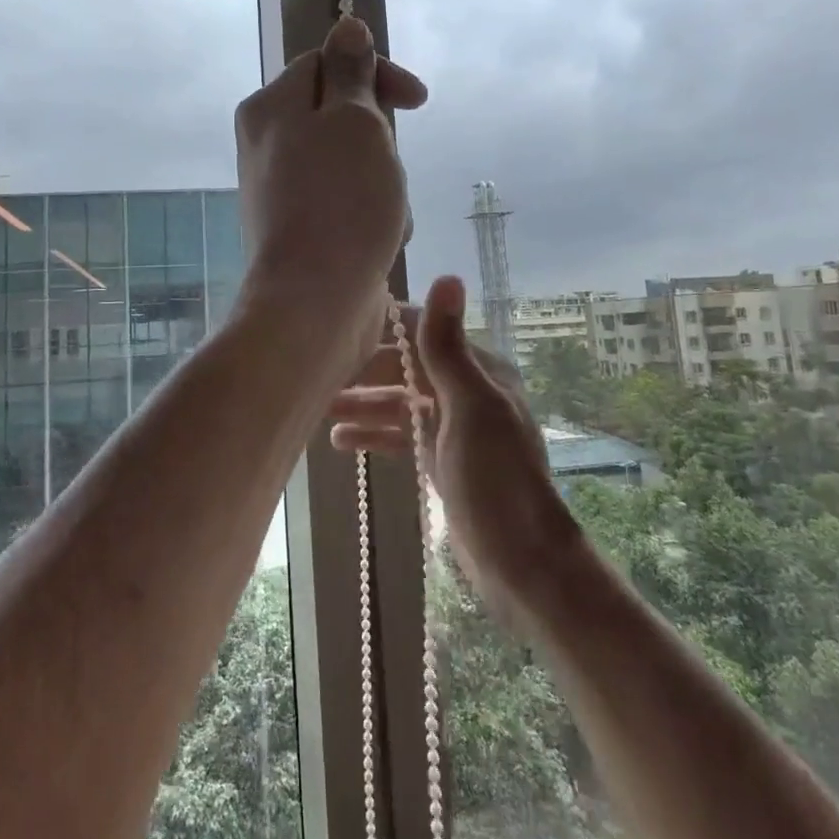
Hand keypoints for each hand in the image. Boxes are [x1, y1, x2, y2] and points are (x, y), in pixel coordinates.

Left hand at [234, 16, 426, 362]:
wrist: (315, 302)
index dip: (377, 74)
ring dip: (383, 183)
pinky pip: (348, 202)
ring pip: (353, 163)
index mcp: (271, 107)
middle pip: (343, 116)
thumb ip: (352, 71)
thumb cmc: (341, 202)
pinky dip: (372, 216)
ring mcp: (283, 189)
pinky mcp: (301, 228)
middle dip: (381, 141)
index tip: (418, 100)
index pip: (329, 63)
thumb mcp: (355, 121)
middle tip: (387, 169)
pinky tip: (380, 242)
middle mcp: (268, 143)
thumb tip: (347, 25)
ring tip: (387, 215)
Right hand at [328, 276, 584, 625]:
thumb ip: (447, 346)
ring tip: (317, 408)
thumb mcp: (470, 407)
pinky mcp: (441, 460)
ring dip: (362, 403)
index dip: (384, 326)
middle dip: (363, 371)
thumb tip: (447, 275)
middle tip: (315, 374)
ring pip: (398, 404)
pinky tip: (340, 440)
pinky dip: (373, 434)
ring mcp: (453, 428)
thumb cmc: (497, 479)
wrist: (523, 562)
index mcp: (478, 370)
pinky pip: (401, 436)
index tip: (337, 321)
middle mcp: (466, 391)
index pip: (423, 332)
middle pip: (405, 369)